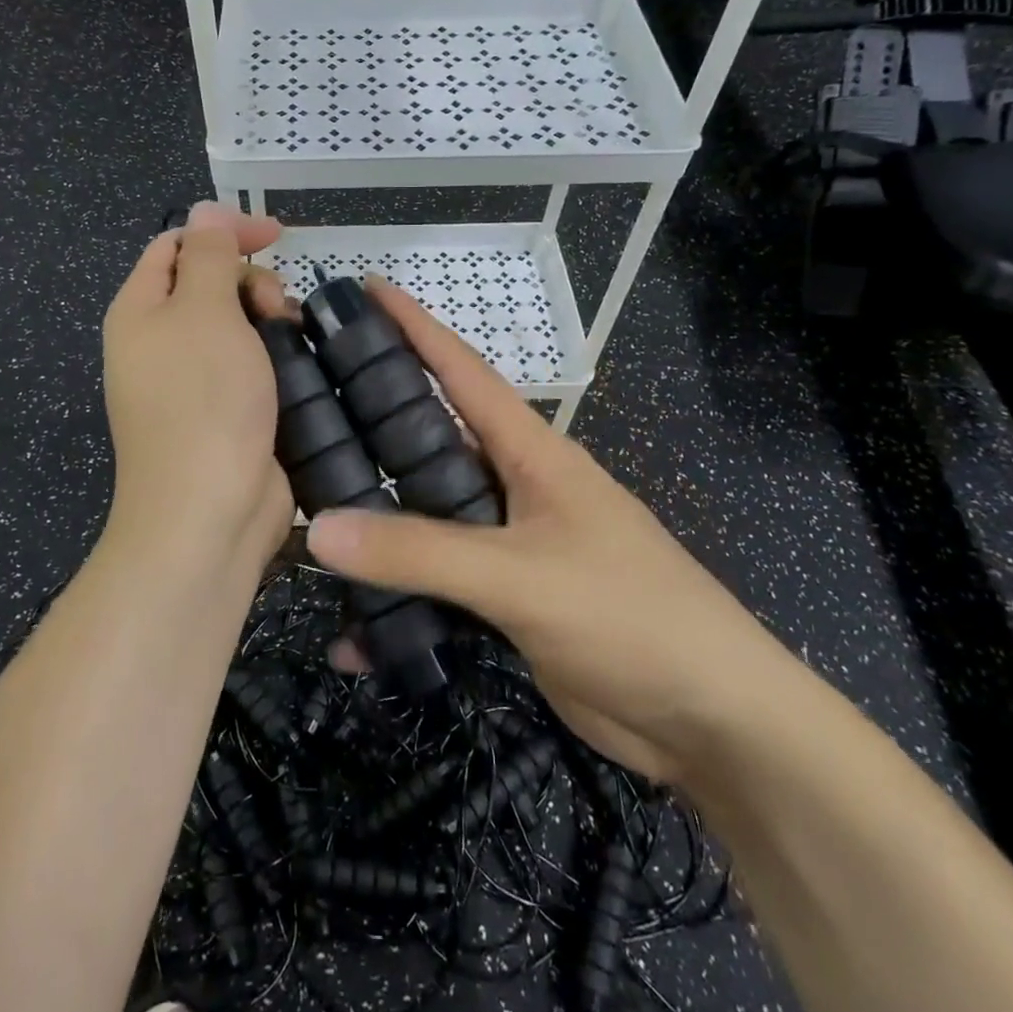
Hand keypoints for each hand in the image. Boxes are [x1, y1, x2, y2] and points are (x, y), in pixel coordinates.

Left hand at [101, 202, 294, 575]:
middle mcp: (158, 343)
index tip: (278, 236)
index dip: (224, 231)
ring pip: (234, 327)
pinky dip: (272, 357)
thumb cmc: (203, 400)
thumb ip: (207, 253)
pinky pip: (248, 366)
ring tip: (289, 337)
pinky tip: (297, 367)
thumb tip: (204, 209)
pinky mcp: (222, 414)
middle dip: (248, 281)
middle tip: (274, 307)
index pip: (177, 245)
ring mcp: (189, 383)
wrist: (207, 512)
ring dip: (266, 319)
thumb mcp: (204, 311)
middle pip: (207, 284)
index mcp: (139, 310)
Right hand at [306, 278, 802, 782]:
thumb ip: (420, 552)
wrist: (710, 721)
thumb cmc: (629, 616)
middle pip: (430, 444)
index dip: (414, 325)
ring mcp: (510, 545)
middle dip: (371, 424)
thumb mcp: (521, 576)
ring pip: (426, 519)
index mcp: (530, 452)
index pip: (462, 370)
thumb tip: (317, 528)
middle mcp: (514, 487)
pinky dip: (399, 604)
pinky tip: (353, 634)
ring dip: (376, 523)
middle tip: (302, 408)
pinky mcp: (506, 600)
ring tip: (305, 515)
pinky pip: (438, 587)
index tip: (363, 290)